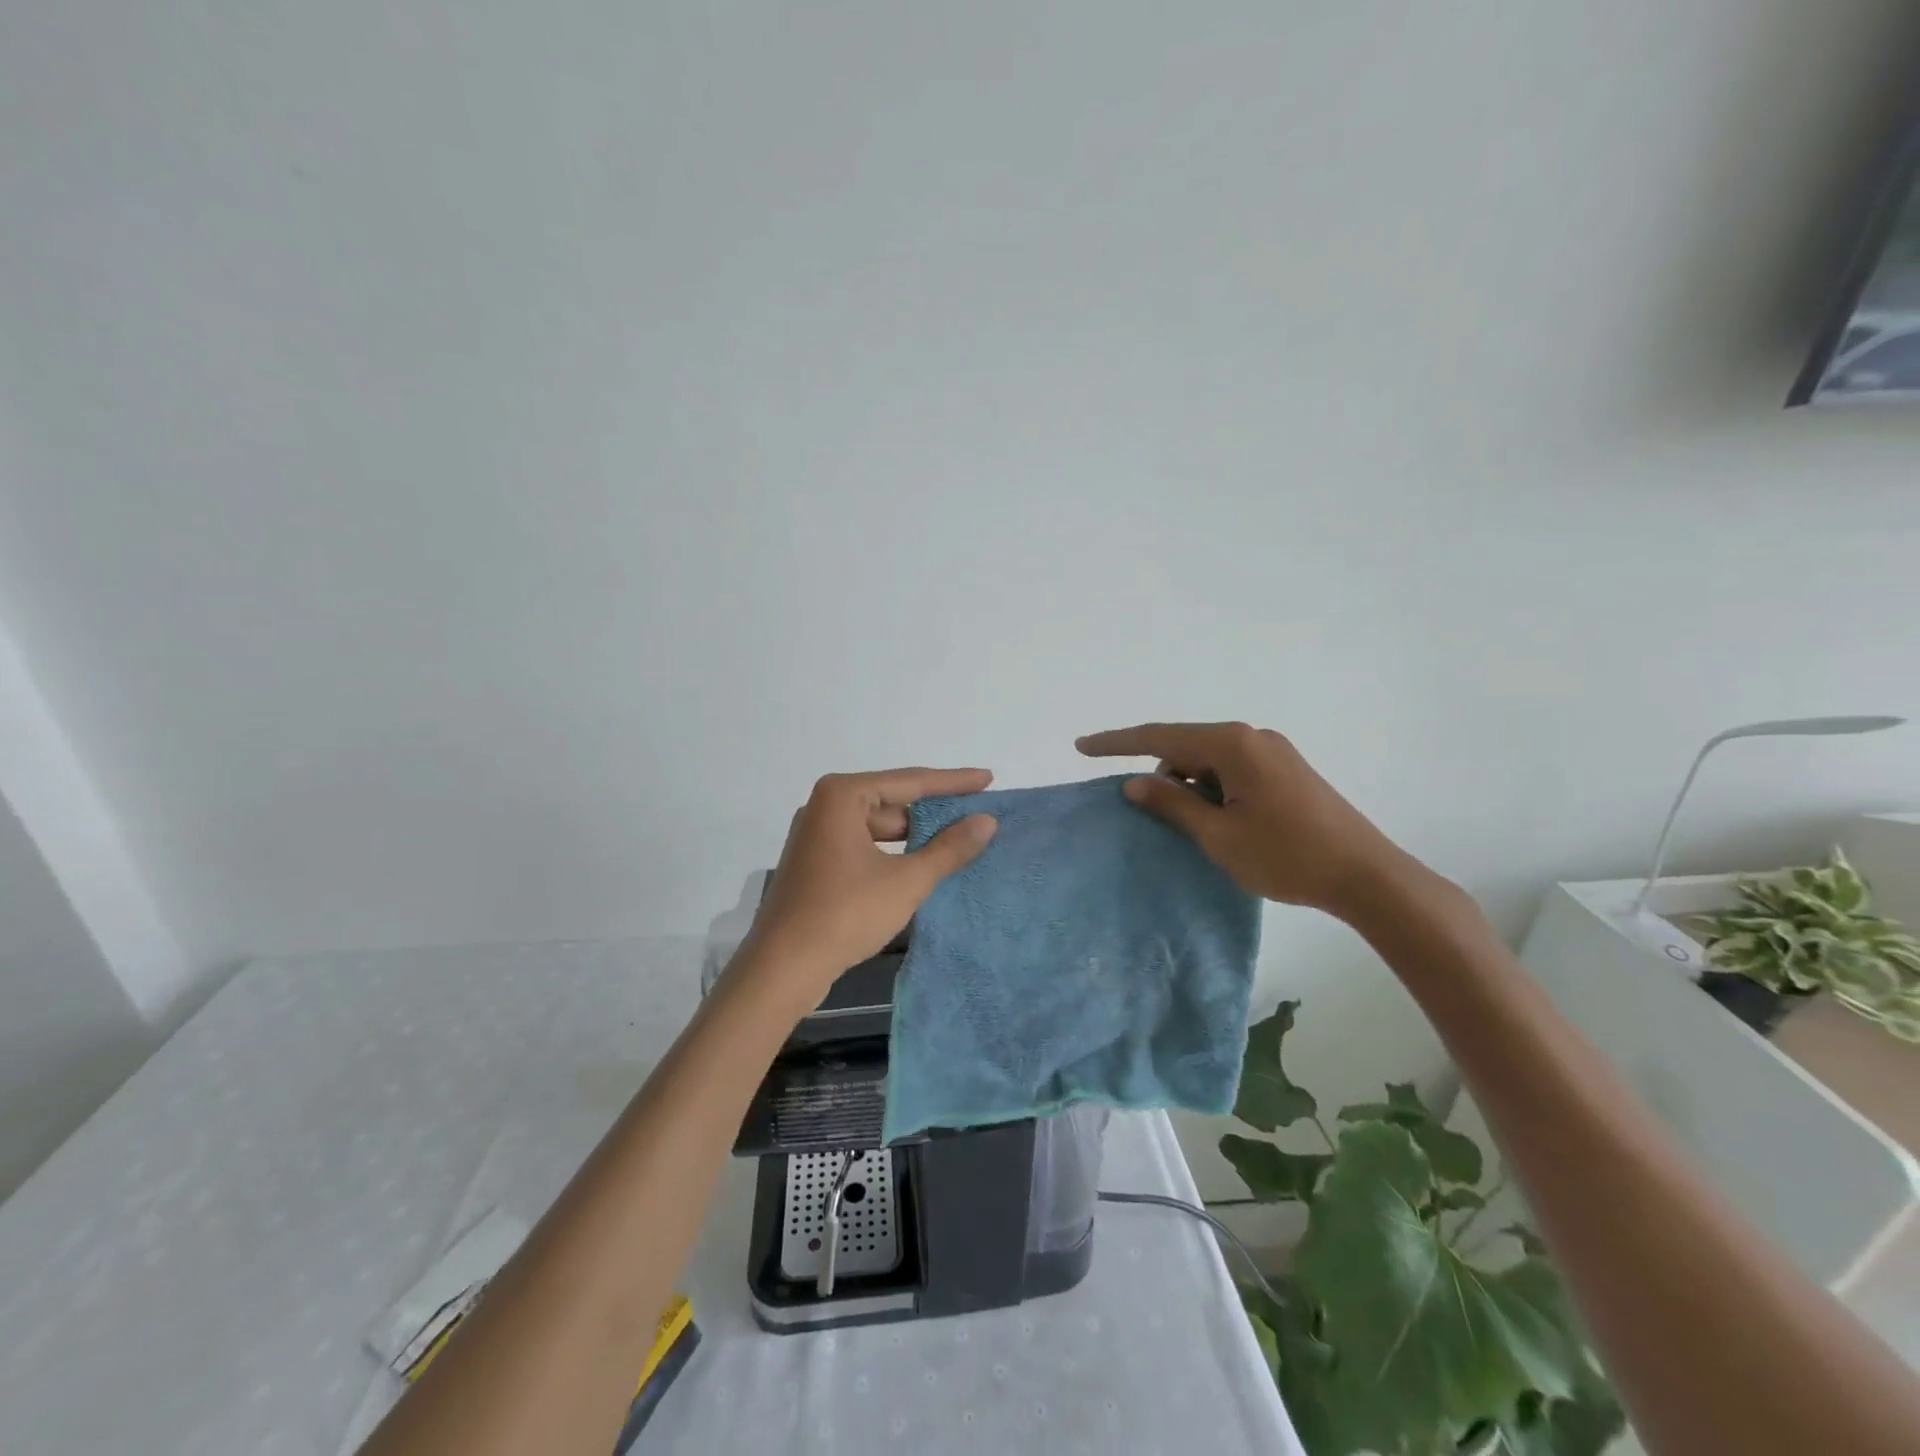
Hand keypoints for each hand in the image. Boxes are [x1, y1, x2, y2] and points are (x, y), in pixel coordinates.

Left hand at [739, 767, 998, 992]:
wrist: (782, 968)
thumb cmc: (845, 914)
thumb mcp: (906, 881)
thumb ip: (950, 849)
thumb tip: (987, 821)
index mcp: (842, 796)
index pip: (910, 781)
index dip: (954, 782)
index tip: (988, 778)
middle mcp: (826, 806)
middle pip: (894, 802)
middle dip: (935, 812)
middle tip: (979, 815)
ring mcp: (818, 835)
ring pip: (880, 827)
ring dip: (917, 836)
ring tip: (961, 841)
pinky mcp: (818, 862)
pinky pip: (866, 846)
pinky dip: (895, 853)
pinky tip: (924, 865)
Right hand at [1077, 721, 1401, 916]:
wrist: (1367, 876)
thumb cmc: (1286, 856)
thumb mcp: (1218, 835)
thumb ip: (1171, 804)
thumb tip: (1133, 782)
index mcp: (1233, 744)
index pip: (1159, 737)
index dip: (1116, 743)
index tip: (1080, 747)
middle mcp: (1252, 737)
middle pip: (1186, 747)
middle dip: (1162, 775)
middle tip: (1152, 815)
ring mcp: (1273, 752)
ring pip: (1209, 761)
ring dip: (1191, 787)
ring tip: (1199, 830)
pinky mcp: (1286, 771)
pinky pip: (1232, 770)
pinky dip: (1213, 790)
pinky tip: (1220, 822)